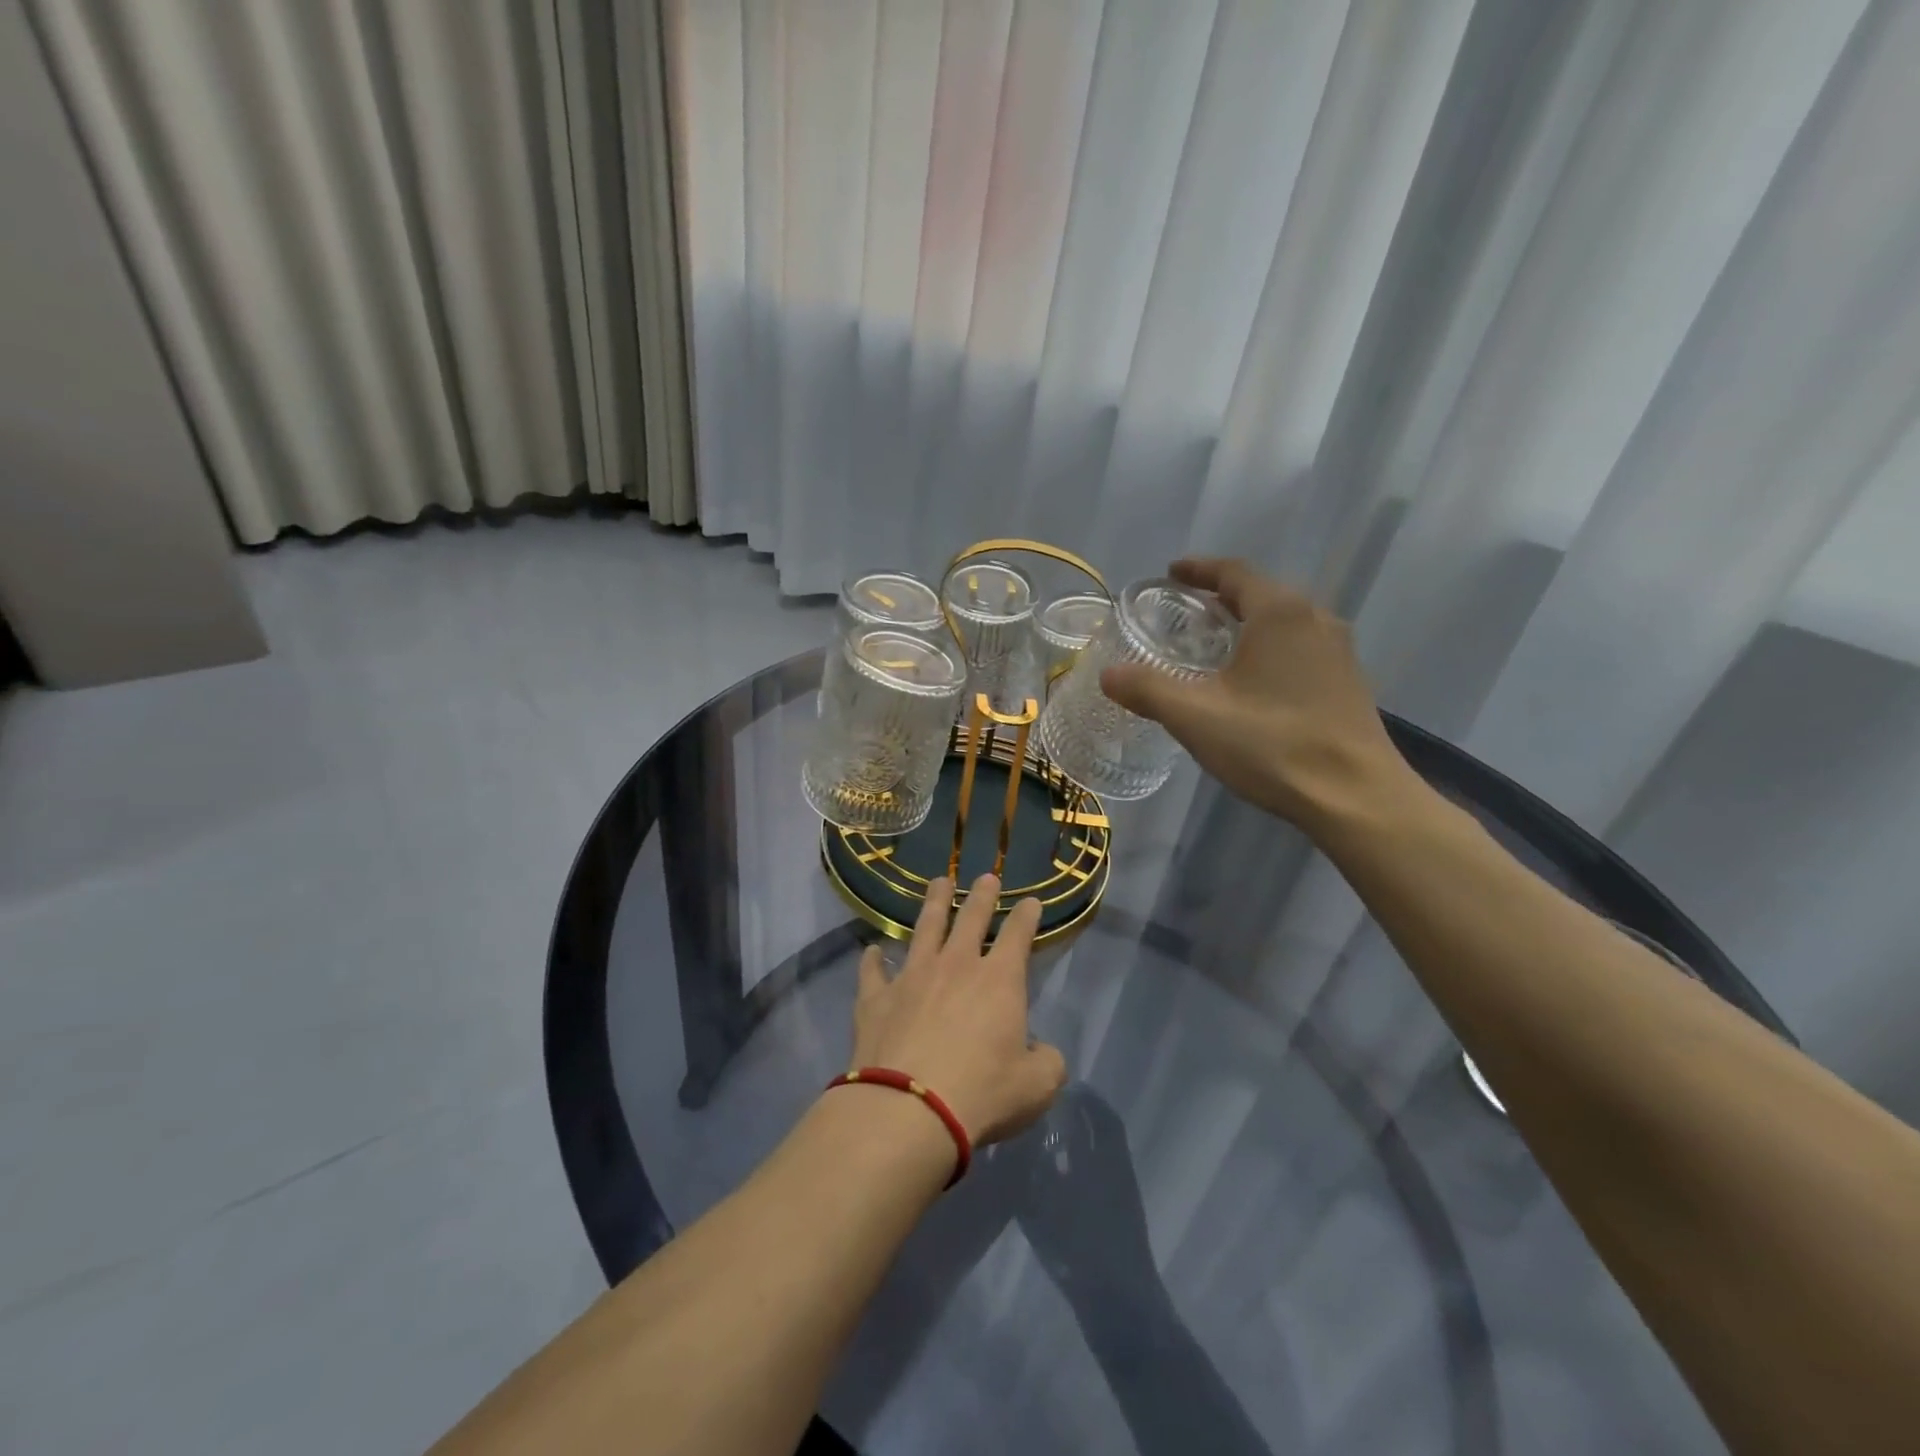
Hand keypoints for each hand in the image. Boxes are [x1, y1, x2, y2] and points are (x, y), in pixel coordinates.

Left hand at [848, 875, 1067, 1147]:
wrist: (908, 1110)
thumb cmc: (982, 1094)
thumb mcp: (1036, 1086)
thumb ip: (1046, 1062)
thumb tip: (1041, 1051)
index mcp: (999, 980)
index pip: (1018, 934)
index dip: (1027, 915)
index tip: (1031, 901)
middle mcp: (955, 965)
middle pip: (970, 918)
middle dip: (982, 895)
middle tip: (986, 876)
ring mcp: (912, 976)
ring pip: (925, 928)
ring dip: (934, 904)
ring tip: (939, 883)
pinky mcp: (876, 998)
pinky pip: (874, 971)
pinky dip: (873, 959)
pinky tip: (872, 950)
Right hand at [1100, 558, 1413, 828]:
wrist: (1356, 797)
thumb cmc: (1272, 744)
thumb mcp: (1196, 716)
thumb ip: (1147, 690)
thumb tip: (1108, 674)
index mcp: (1279, 613)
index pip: (1234, 572)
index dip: (1199, 569)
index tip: (1170, 572)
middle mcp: (1315, 619)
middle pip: (1262, 593)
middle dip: (1221, 597)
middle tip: (1184, 612)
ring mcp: (1338, 651)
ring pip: (1284, 622)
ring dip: (1247, 624)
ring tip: (1213, 644)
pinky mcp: (1348, 682)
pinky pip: (1300, 647)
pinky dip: (1268, 648)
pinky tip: (1251, 681)